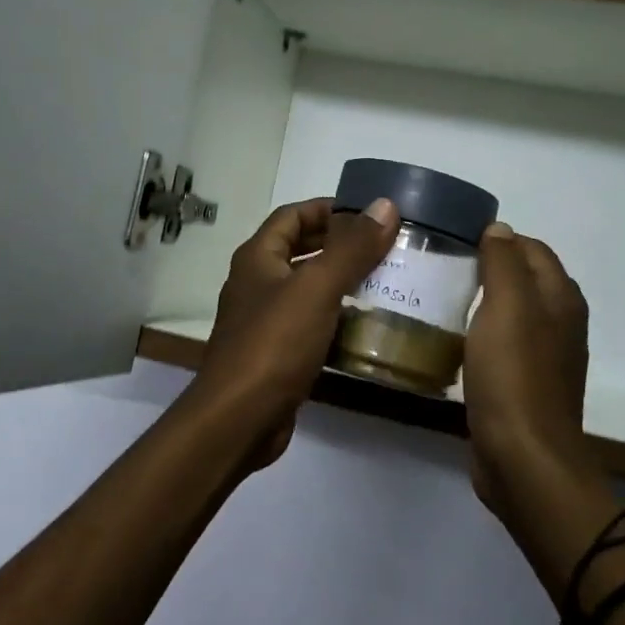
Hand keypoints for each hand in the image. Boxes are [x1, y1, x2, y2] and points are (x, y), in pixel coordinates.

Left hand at [192, 196, 398, 468]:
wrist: (239, 419)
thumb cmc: (274, 343)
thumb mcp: (317, 288)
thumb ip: (352, 248)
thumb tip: (385, 205)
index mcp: (258, 257)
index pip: (293, 215)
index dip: (328, 208)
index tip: (369, 213)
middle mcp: (257, 282)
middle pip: (300, 250)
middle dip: (340, 245)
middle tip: (384, 246)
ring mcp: (264, 320)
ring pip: (307, 289)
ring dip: (341, 283)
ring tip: (385, 281)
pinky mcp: (276, 353)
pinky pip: (310, 323)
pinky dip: (336, 319)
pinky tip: (366, 326)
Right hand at [462, 224, 591, 518]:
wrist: (523, 459)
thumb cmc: (514, 374)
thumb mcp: (507, 305)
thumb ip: (504, 262)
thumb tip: (500, 228)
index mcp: (561, 298)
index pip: (532, 248)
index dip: (498, 239)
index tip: (456, 242)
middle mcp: (560, 323)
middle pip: (524, 279)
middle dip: (489, 268)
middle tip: (444, 267)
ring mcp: (545, 357)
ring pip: (512, 313)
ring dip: (483, 302)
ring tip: (443, 298)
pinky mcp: (525, 386)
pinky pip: (503, 345)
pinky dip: (482, 335)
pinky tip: (455, 341)